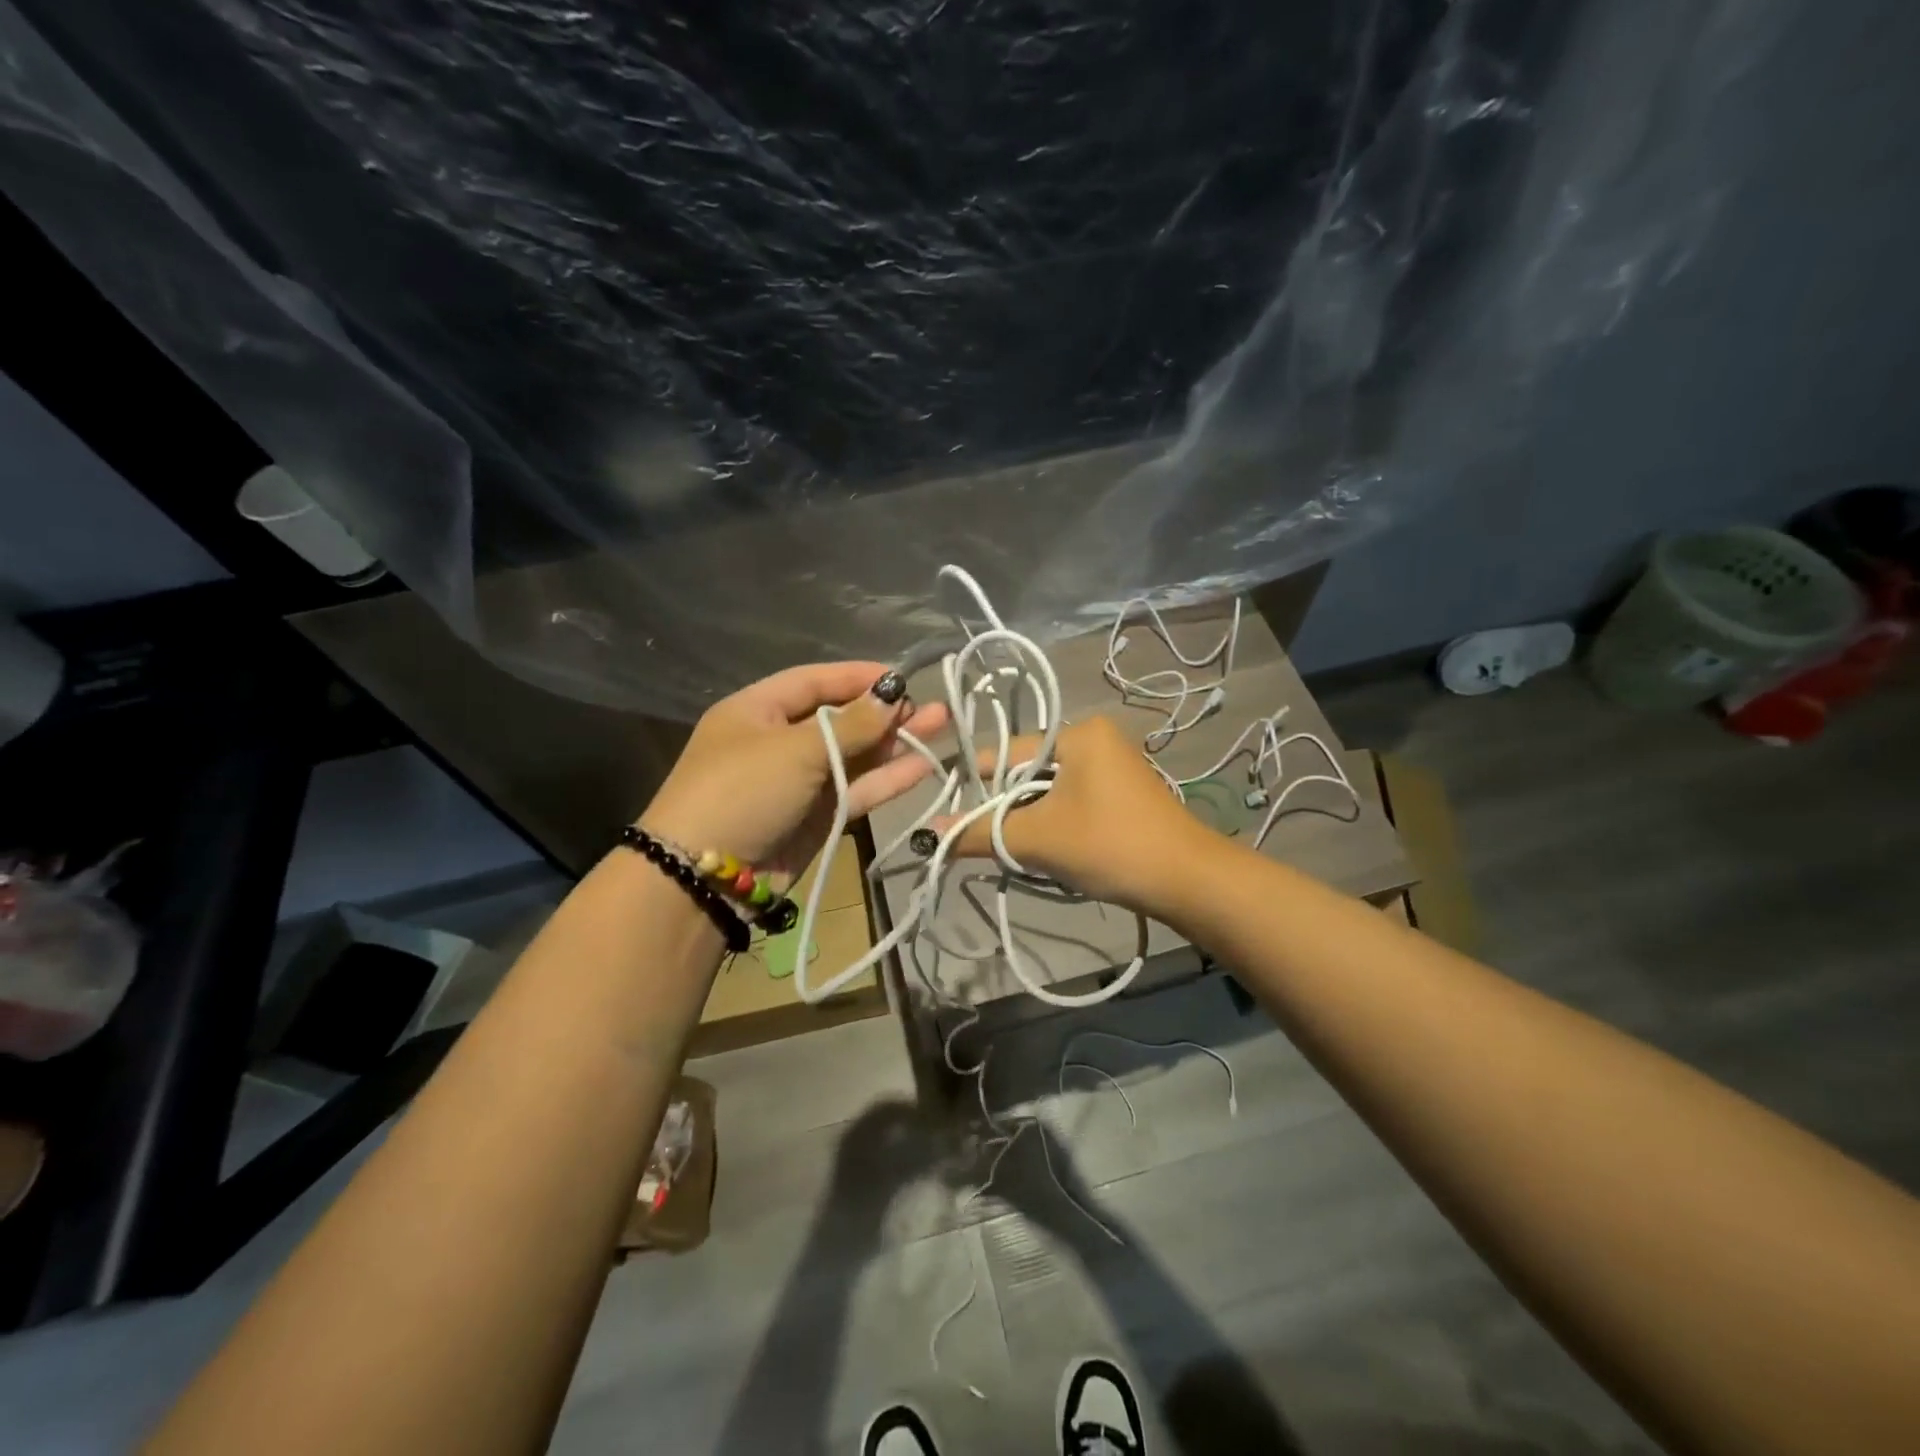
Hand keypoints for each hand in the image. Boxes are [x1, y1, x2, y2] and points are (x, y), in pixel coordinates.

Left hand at [639, 662, 949, 885]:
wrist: (706, 878)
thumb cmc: (744, 792)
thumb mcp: (797, 749)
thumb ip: (852, 724)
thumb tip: (893, 694)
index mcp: (757, 711)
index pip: (814, 681)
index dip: (858, 677)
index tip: (902, 676)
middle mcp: (779, 742)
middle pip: (840, 719)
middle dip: (884, 713)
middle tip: (931, 707)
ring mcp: (799, 782)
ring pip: (854, 756)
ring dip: (894, 744)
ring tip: (941, 727)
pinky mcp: (816, 818)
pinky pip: (856, 790)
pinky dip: (887, 779)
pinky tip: (923, 765)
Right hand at [937, 716, 1214, 918]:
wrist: (1188, 881)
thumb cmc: (1108, 844)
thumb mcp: (1036, 838)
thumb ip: (980, 832)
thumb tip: (929, 833)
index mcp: (1078, 733)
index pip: (1007, 753)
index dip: (974, 784)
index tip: (948, 813)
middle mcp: (1096, 739)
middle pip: (1028, 772)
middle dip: (1005, 808)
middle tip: (984, 842)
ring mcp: (1114, 767)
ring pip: (1049, 791)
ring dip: (1029, 821)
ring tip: (1017, 851)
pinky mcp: (1124, 795)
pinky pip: (1072, 802)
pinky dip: (1054, 824)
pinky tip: (1049, 852)